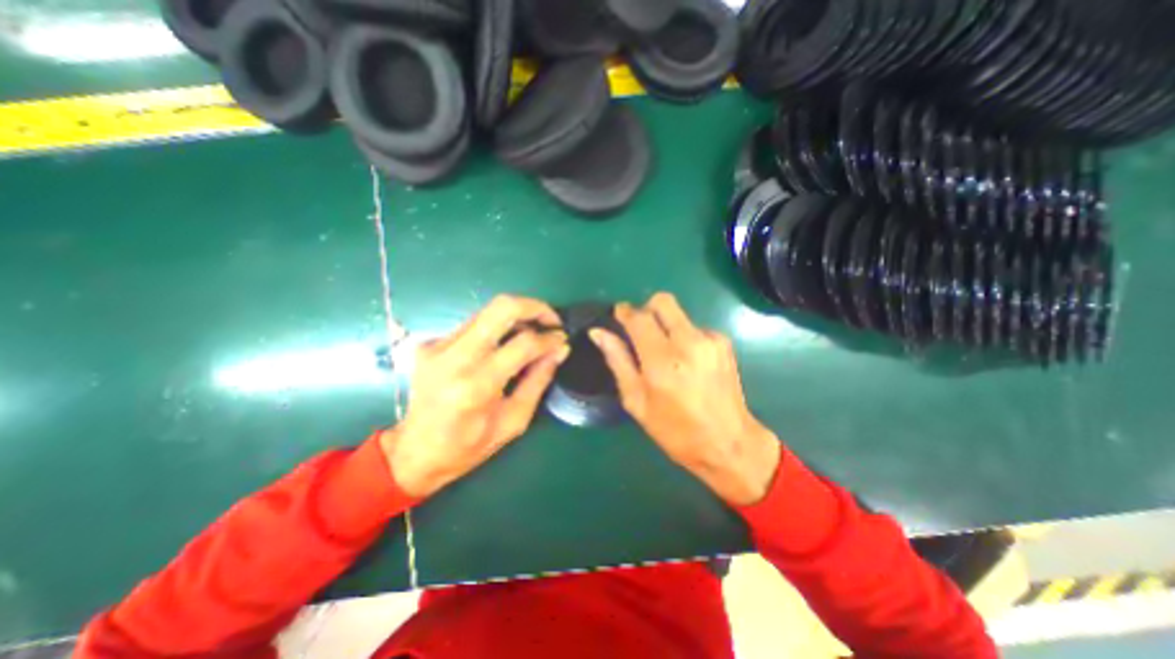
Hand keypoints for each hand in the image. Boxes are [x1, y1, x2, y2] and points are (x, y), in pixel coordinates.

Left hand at [382, 296, 568, 495]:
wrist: (414, 454)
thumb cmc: (468, 447)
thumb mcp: (514, 421)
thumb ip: (539, 380)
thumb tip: (559, 350)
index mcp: (477, 385)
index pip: (523, 343)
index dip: (550, 338)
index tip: (562, 340)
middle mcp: (454, 357)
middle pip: (501, 307)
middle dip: (535, 307)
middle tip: (552, 320)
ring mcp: (437, 346)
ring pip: (487, 311)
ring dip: (517, 317)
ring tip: (533, 333)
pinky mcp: (430, 344)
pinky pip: (473, 324)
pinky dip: (496, 329)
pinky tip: (503, 345)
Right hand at [587, 292, 778, 503]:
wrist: (729, 443)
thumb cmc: (674, 430)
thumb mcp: (636, 401)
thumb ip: (617, 360)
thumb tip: (598, 332)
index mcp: (662, 360)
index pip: (638, 317)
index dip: (624, 312)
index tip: (618, 316)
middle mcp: (688, 342)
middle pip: (662, 301)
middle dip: (646, 310)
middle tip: (640, 332)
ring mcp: (710, 340)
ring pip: (678, 314)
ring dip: (666, 325)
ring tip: (667, 355)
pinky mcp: (724, 342)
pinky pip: (695, 327)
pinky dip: (685, 337)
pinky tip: (687, 362)